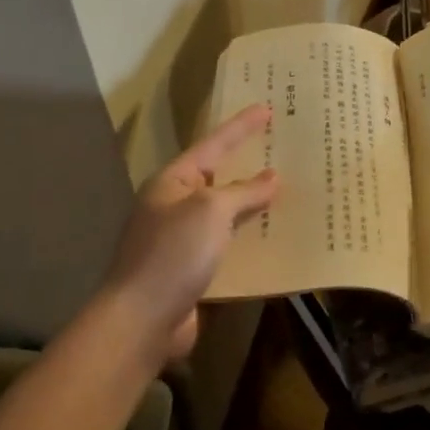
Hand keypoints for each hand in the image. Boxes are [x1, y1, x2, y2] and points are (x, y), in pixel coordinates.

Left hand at [100, 104, 278, 364]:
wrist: (142, 320)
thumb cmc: (173, 253)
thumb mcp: (211, 212)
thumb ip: (243, 192)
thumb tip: (272, 177)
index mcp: (173, 182)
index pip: (214, 144)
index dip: (241, 126)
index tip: (267, 108)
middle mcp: (175, 205)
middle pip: (219, 177)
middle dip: (248, 163)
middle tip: (280, 146)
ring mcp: (181, 239)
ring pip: (225, 213)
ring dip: (253, 203)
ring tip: (287, 190)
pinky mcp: (192, 269)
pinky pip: (227, 244)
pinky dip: (249, 238)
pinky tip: (273, 237)